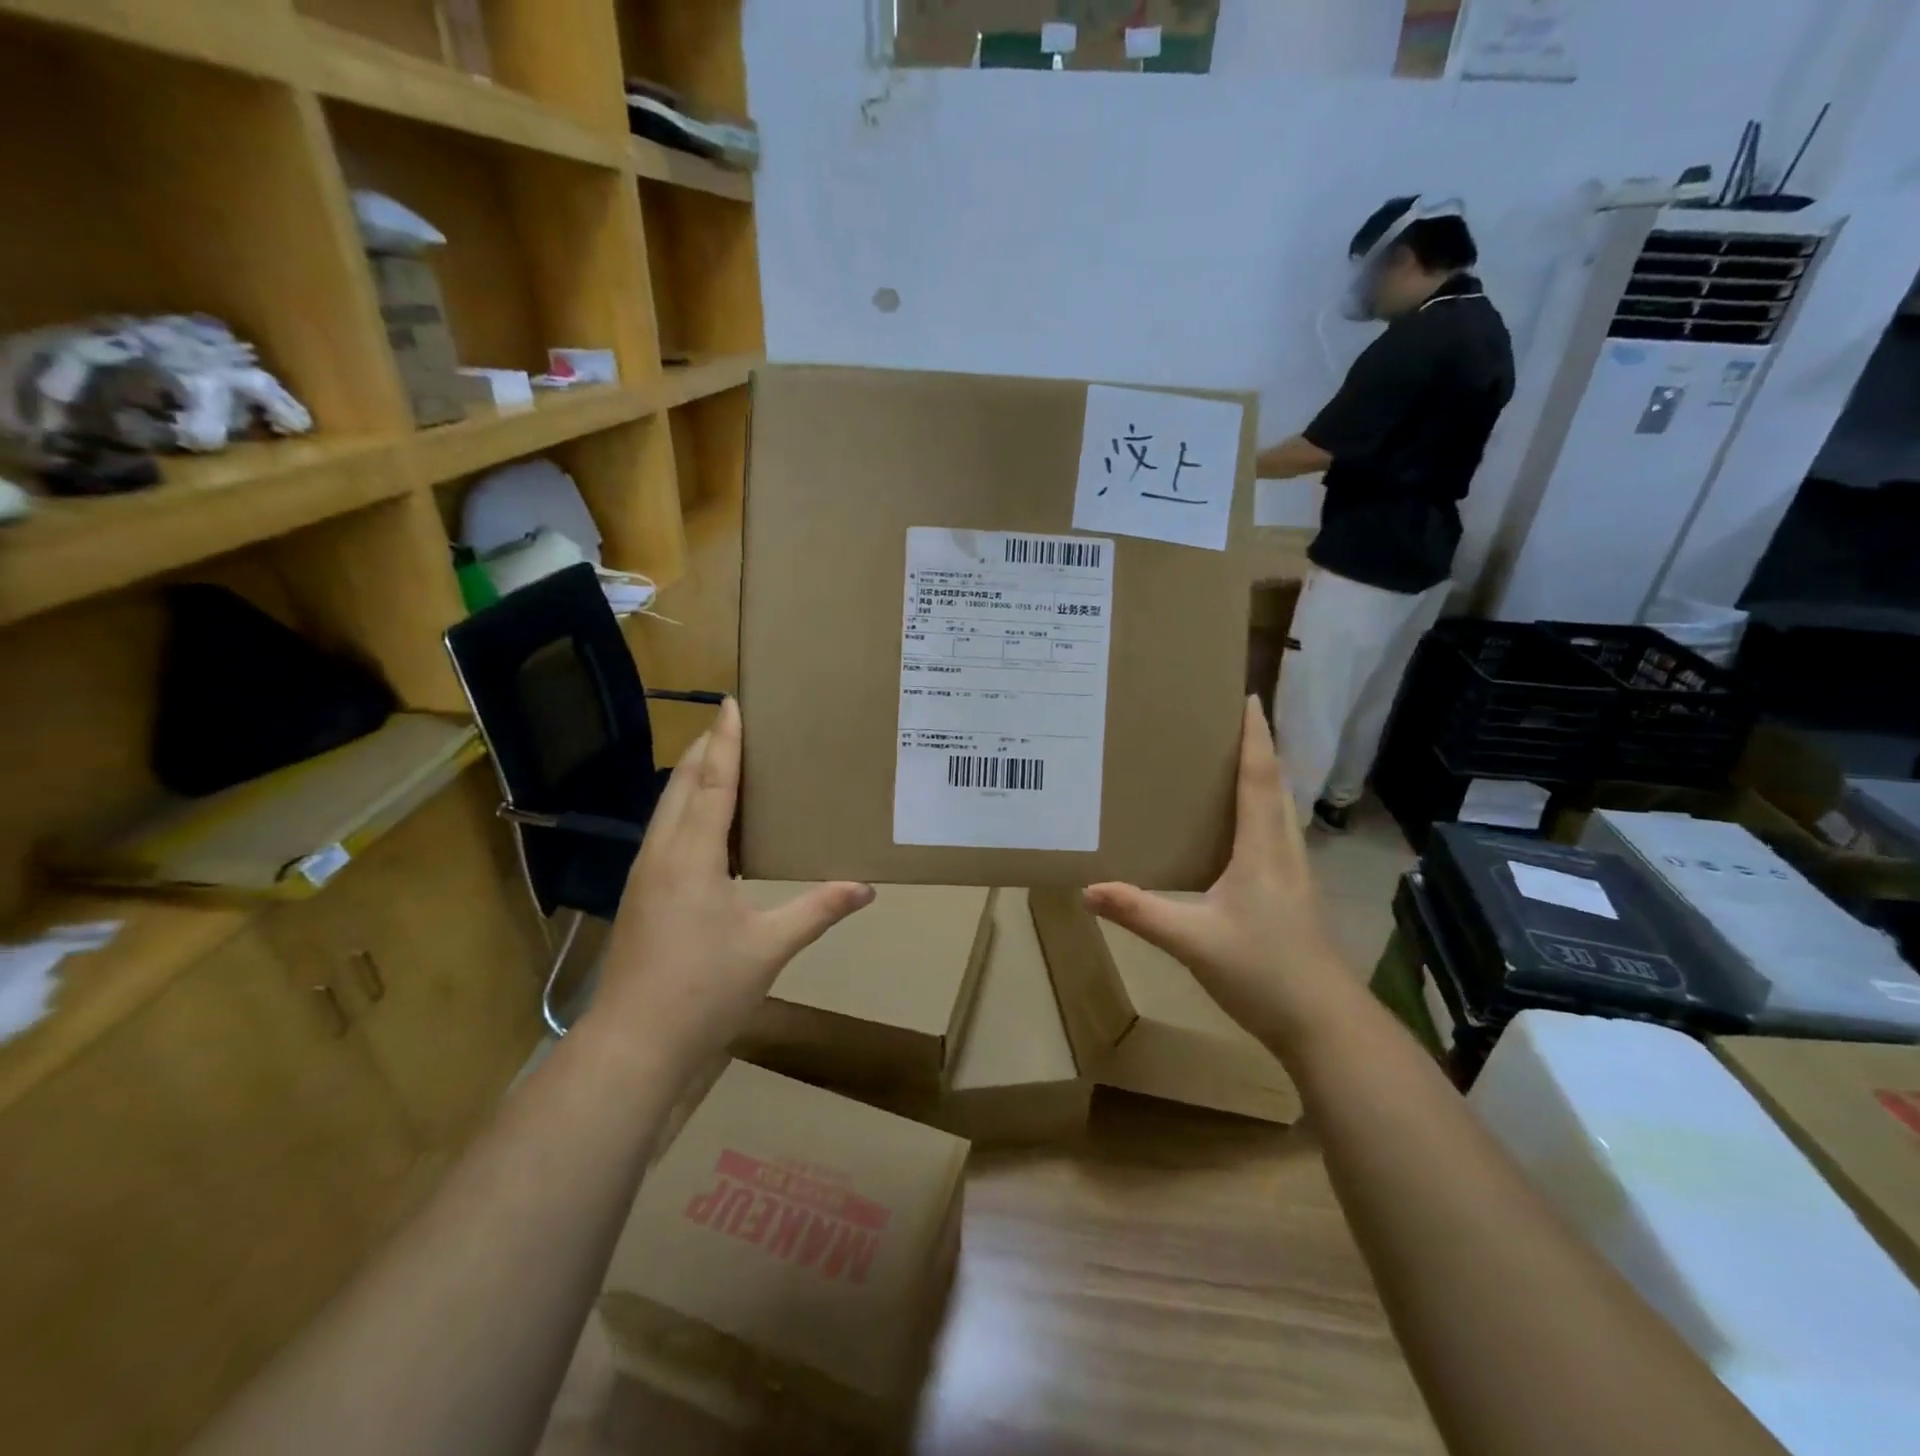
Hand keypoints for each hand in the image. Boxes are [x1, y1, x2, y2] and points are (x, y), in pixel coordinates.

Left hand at [588, 698, 874, 1062]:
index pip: (712, 782)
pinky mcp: (641, 894)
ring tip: (725, 762)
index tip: (731, 703)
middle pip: (682, 785)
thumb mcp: (769, 947)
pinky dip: (687, 810)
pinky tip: (709, 825)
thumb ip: (818, 910)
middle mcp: (662, 853)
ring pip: (667, 808)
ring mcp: (645, 874)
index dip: (725, 741)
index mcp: (693, 856)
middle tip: (735, 724)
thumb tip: (866, 888)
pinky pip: (665, 832)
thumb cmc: (704, 990)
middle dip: (706, 749)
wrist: (634, 1045)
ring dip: (694, 778)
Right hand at [1085, 697, 1345, 1046]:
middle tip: (1223, 722)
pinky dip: (1258, 811)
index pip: (1260, 776)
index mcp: (1263, 847)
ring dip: (1260, 777)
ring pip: (1278, 809)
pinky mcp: (1293, 893)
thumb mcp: (1192, 941)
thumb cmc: (1263, 971)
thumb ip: (1141, 912)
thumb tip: (1088, 889)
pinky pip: (1275, 834)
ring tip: (1225, 762)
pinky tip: (1234, 828)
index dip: (1255, 735)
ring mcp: (1294, 872)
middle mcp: (1284, 849)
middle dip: (1255, 747)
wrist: (1324, 1024)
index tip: (1247, 696)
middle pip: (1274, 784)